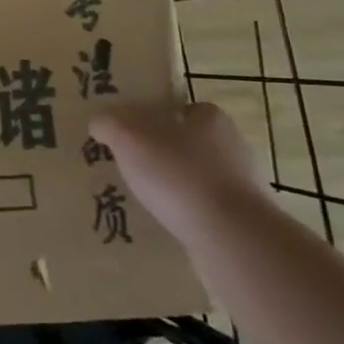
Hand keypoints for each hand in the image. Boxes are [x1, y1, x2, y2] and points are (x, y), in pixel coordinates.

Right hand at [89, 102, 265, 242]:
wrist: (230, 236)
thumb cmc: (179, 174)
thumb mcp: (128, 137)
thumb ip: (109, 123)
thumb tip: (100, 122)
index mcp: (211, 118)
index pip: (184, 108)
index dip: (159, 117)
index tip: (134, 131)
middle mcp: (232, 145)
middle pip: (190, 141)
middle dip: (164, 151)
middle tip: (132, 163)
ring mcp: (242, 184)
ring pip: (197, 176)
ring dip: (175, 184)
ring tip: (143, 196)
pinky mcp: (244, 218)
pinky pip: (205, 207)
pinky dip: (186, 210)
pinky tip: (165, 220)